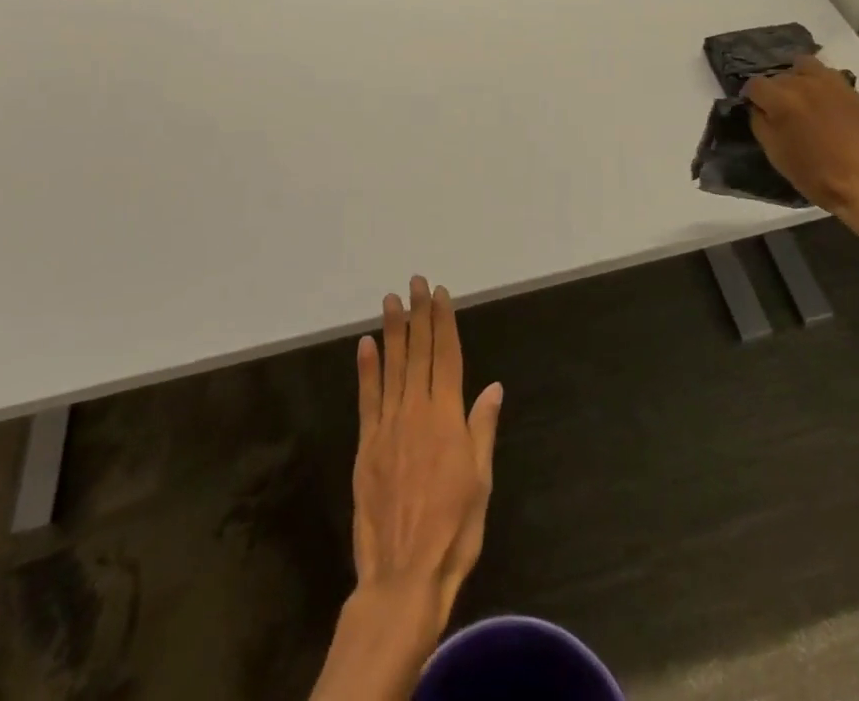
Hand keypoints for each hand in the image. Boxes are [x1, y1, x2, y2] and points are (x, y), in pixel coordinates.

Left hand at [351, 276, 503, 631]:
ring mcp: (388, 426)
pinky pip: (367, 398)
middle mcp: (417, 412)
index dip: (444, 323)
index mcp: (447, 417)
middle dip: (419, 314)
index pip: (447, 357)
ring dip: (393, 331)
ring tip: (392, 300)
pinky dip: (366, 369)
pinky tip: (366, 344)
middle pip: (419, 353)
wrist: (403, 576)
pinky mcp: (367, 445)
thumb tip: (493, 387)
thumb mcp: (480, 481)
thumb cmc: (453, 531)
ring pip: (392, 367)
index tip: (441, 294)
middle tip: (416, 282)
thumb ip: (482, 429)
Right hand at [744, 56, 858, 240]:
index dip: (751, 97)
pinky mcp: (852, 89)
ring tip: (801, 99)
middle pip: (779, 75)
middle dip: (774, 90)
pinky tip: (823, 103)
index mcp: (781, 100)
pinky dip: (819, 83)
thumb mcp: (776, 155)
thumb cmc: (817, 176)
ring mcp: (831, 83)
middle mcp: (804, 83)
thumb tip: (758, 108)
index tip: (755, 110)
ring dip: (796, 79)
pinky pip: (827, 75)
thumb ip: (760, 124)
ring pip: (804, 66)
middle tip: (779, 111)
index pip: (754, 84)